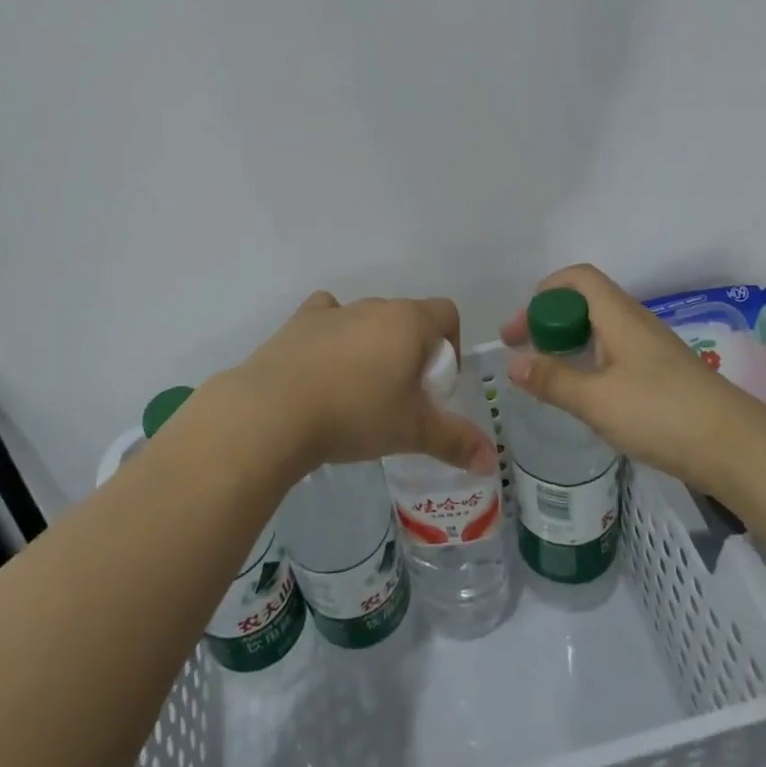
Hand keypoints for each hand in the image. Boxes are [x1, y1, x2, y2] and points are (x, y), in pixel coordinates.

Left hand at [229, 292, 496, 475]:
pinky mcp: (299, 322)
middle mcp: (374, 306)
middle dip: (411, 351)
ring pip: (366, 320)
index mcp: (409, 321)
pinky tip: (323, 365)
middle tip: (401, 397)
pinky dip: (332, 334)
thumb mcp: (412, 432)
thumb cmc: (356, 414)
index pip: (446, 313)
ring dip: (372, 344)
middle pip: (406, 319)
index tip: (437, 385)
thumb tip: (491, 461)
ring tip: (359, 390)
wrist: (275, 411)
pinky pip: (326, 317)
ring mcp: (334, 311)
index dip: (450, 345)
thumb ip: (456, 441)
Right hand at [501, 264, 765, 480]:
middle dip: (550, 322)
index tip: (520, 329)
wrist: (737, 448)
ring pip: (601, 331)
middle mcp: (635, 323)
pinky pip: (616, 355)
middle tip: (525, 355)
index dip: (544, 293)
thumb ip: (552, 380)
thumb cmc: (661, 413)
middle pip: (585, 303)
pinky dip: (590, 365)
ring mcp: (652, 349)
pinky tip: (586, 396)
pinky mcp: (663, 376)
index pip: (577, 278)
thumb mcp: (596, 400)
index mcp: (618, 315)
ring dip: (570, 345)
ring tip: (548, 376)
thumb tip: (514, 364)